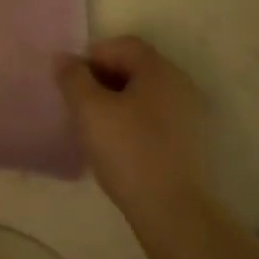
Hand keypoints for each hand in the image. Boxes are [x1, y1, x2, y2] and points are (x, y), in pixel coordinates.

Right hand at [57, 35, 208, 220]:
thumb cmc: (129, 151)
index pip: (122, 45)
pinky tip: (121, 147)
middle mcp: (181, 84)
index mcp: (159, 69)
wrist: (174, 214)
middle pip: (135, 68)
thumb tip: (64, 59)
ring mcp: (192, 115)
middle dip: (104, 80)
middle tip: (81, 105)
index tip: (73, 84)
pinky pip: (157, 119)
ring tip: (98, 128)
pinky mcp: (193, 144)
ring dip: (119, 103)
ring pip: (146, 95)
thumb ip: (73, 78)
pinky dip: (136, 123)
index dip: (92, 57)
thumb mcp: (89, 110)